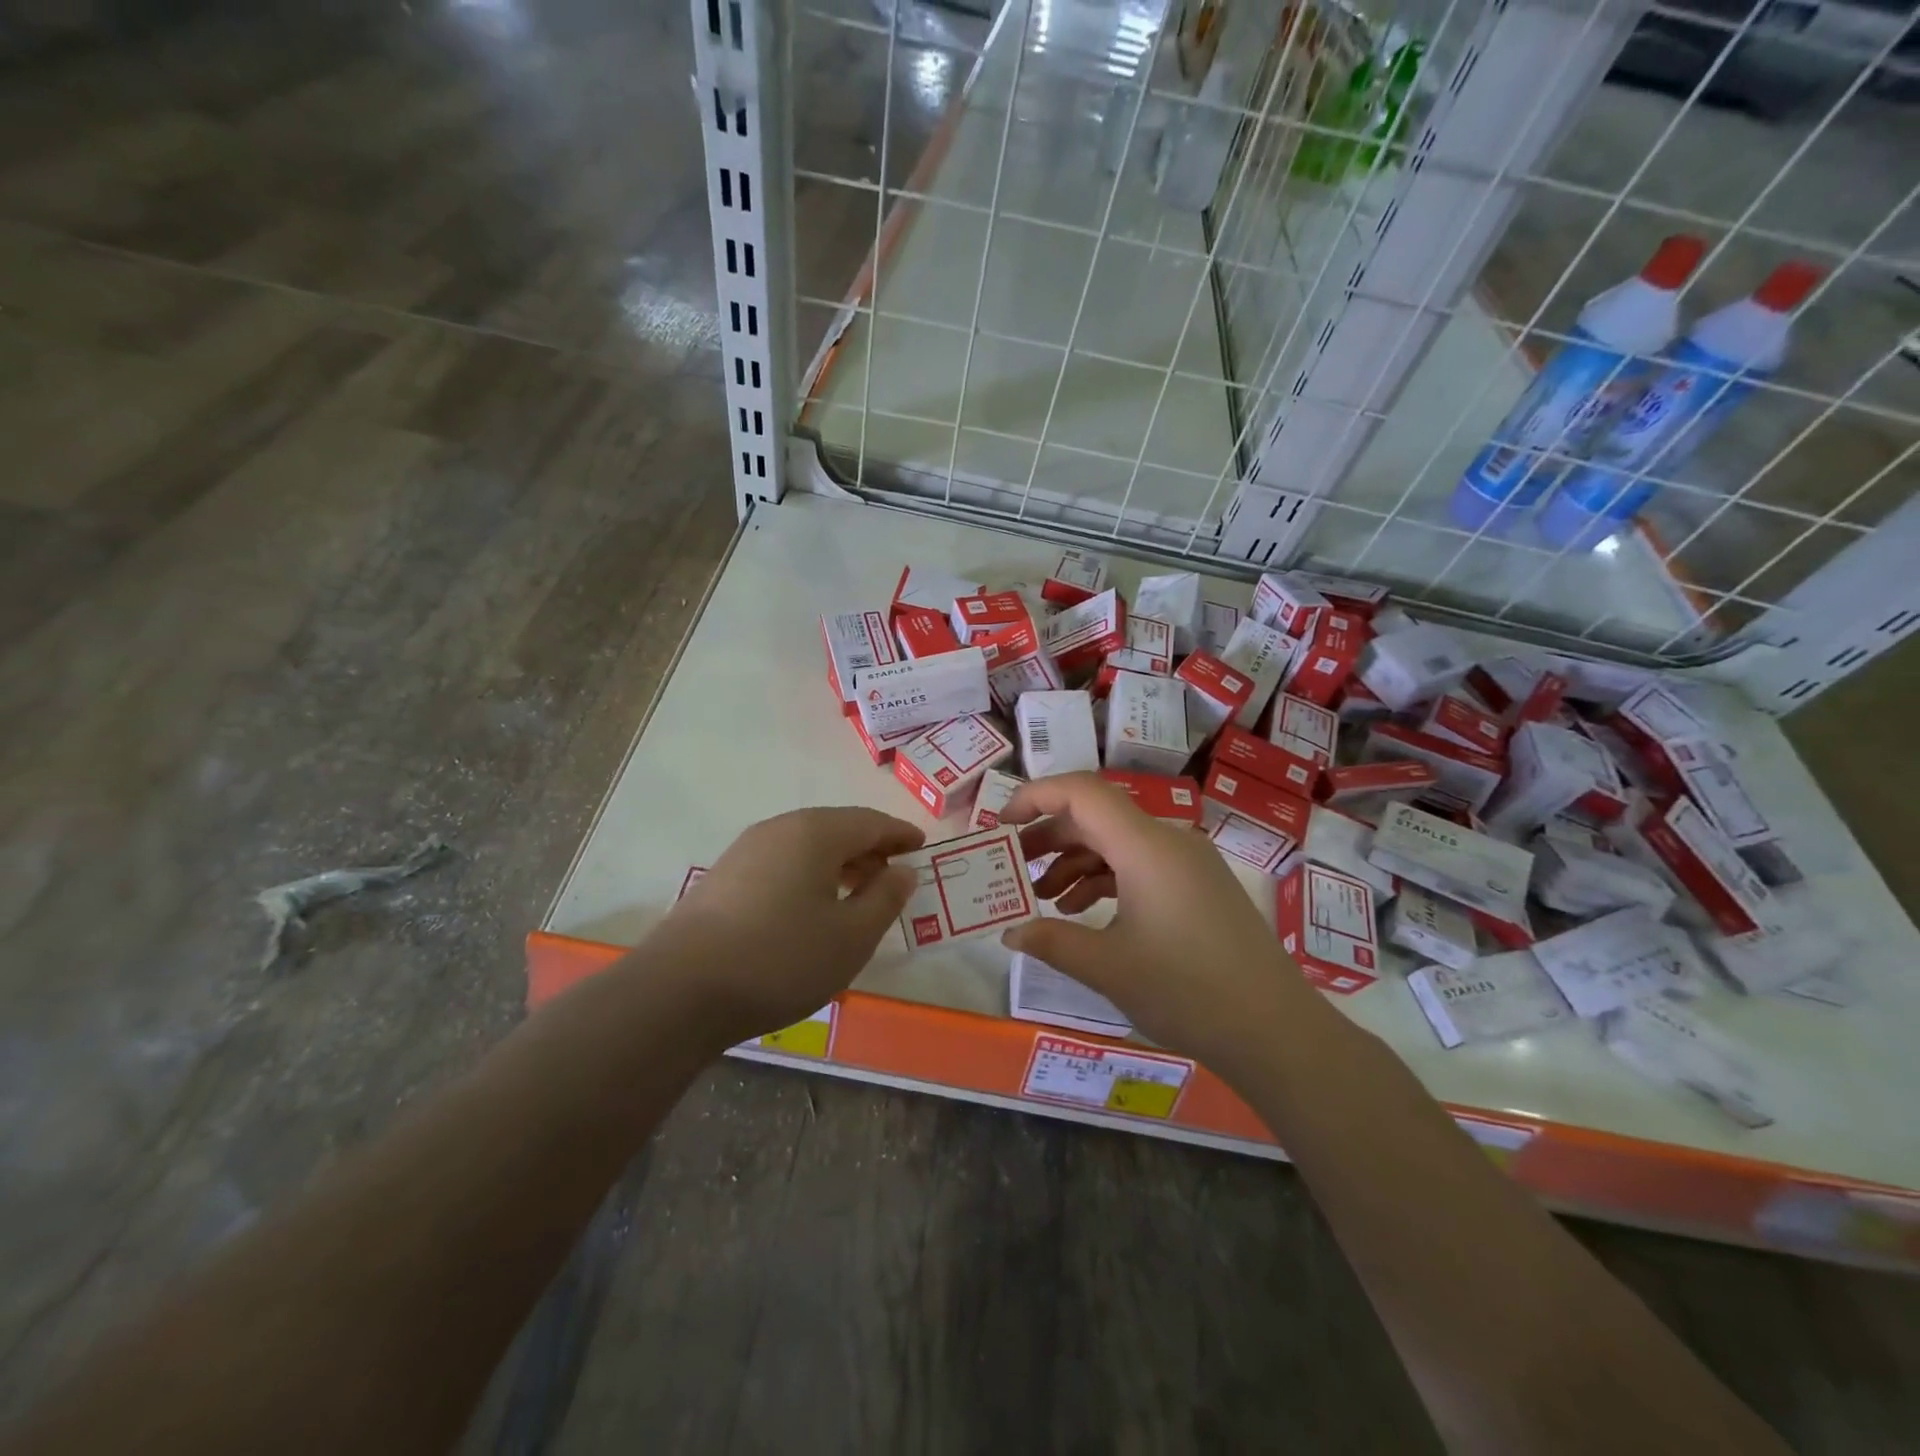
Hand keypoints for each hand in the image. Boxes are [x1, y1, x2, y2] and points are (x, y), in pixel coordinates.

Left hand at [651, 807, 924, 1043]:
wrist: (680, 990)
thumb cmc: (781, 959)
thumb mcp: (851, 937)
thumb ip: (885, 899)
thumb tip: (903, 871)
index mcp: (816, 833)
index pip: (870, 822)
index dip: (900, 834)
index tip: (922, 846)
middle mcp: (780, 829)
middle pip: (837, 828)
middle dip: (870, 848)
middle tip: (893, 875)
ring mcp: (745, 850)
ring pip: (806, 845)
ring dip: (838, 862)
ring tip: (857, 893)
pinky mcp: (723, 877)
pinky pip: (781, 862)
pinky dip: (808, 874)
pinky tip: (810, 907)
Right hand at [1000, 773, 1312, 1062]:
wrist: (1275, 1029)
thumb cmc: (1187, 991)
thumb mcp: (1108, 968)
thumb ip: (1051, 941)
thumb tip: (1010, 931)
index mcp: (1145, 846)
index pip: (1082, 792)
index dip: (1035, 797)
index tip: (1001, 825)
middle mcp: (1167, 841)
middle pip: (1096, 816)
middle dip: (1048, 837)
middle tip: (1012, 866)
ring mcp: (1186, 863)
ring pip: (1116, 842)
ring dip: (1074, 862)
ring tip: (1042, 898)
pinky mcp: (1197, 885)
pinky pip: (1139, 865)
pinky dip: (1104, 879)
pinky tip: (1082, 912)